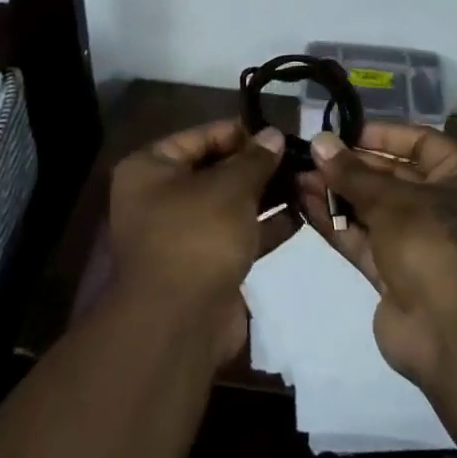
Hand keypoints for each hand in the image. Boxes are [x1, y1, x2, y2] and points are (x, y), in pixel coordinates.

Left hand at [107, 120, 283, 363]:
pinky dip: (263, 227)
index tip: (278, 132)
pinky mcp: (203, 266)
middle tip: (297, 157)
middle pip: (214, 170)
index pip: (199, 136)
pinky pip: (236, 235)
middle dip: (256, 166)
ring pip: (228, 204)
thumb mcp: (230, 187)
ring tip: (306, 182)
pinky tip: (300, 216)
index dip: (239, 132)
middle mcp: (158, 197)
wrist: (178, 325)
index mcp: (149, 168)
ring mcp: (180, 235)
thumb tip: (274, 134)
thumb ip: (255, 159)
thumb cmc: (197, 236)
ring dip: (264, 196)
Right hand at [297, 123, 456, 384]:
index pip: (422, 143)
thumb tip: (318, 142)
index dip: (385, 134)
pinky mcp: (393, 275)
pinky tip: (304, 204)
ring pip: (372, 209)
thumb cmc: (435, 242)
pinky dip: (336, 223)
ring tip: (297, 176)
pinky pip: (362, 240)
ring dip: (337, 193)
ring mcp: (417, 244)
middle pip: (393, 176)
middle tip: (310, 155)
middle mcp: (443, 207)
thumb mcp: (392, 199)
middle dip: (351, 166)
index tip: (345, 131)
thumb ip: (352, 172)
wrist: (455, 333)